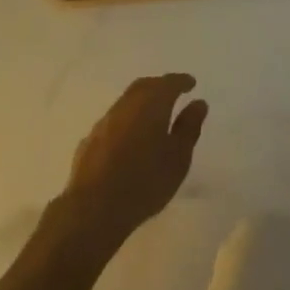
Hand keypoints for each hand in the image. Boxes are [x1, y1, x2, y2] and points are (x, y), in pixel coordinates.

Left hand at [58, 74, 207, 254]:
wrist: (94, 207)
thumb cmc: (145, 182)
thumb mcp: (178, 158)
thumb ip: (189, 127)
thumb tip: (198, 103)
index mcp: (151, 103)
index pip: (169, 83)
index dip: (181, 81)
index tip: (191, 83)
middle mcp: (126, 104)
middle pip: (145, 86)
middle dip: (160, 86)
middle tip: (173, 93)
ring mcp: (105, 120)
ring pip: (127, 101)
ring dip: (142, 102)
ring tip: (154, 115)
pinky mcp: (90, 138)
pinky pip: (114, 120)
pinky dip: (127, 120)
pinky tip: (131, 137)